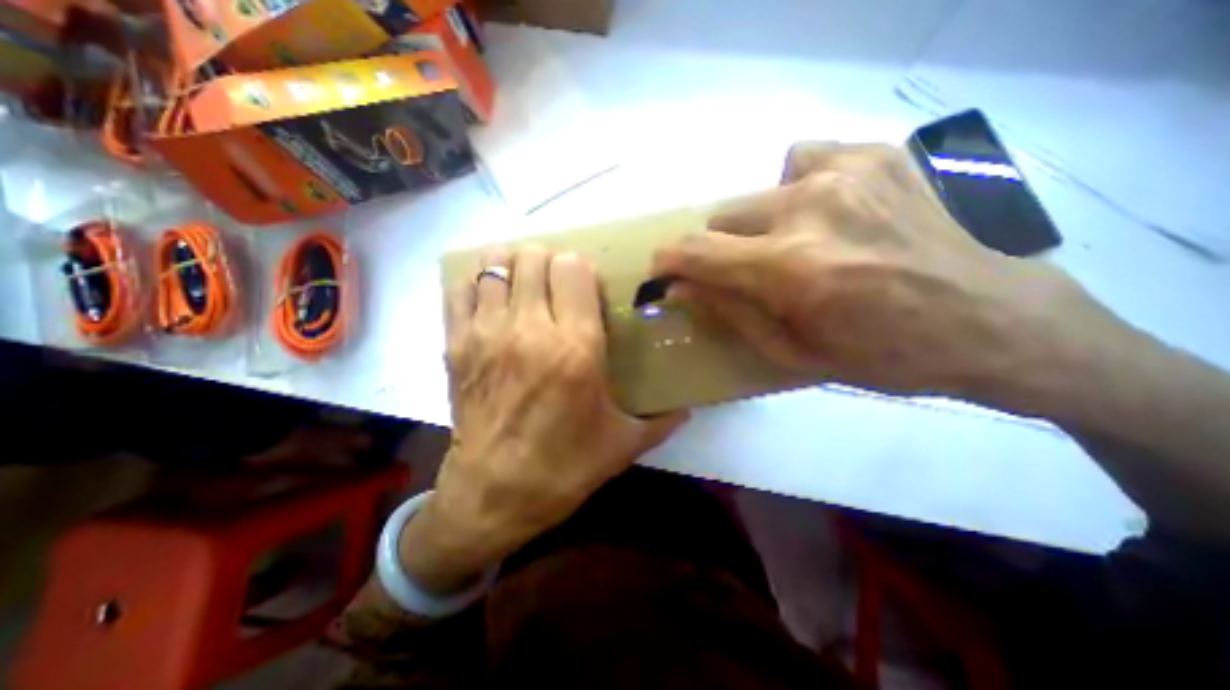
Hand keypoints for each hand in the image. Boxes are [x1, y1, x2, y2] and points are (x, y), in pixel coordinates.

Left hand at [403, 246, 680, 591]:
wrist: (495, 494)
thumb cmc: (565, 467)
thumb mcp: (624, 443)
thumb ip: (662, 420)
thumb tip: (688, 409)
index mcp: (577, 346)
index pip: (573, 268)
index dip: (581, 267)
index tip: (585, 286)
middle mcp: (530, 329)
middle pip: (534, 256)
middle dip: (549, 262)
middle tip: (556, 285)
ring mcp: (487, 333)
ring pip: (495, 264)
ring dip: (512, 266)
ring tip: (523, 285)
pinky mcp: (456, 344)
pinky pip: (459, 289)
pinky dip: (475, 283)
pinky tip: (490, 298)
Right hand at [653, 139, 1105, 398]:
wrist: (991, 322)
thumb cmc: (881, 355)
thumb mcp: (792, 353)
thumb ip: (728, 313)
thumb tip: (679, 288)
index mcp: (792, 269)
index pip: (699, 251)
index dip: (670, 259)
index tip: (662, 269)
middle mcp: (811, 209)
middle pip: (723, 217)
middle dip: (723, 249)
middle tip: (752, 273)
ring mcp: (846, 172)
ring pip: (757, 192)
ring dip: (759, 223)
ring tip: (796, 246)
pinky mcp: (876, 154)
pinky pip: (801, 161)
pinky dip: (796, 187)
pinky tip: (827, 213)